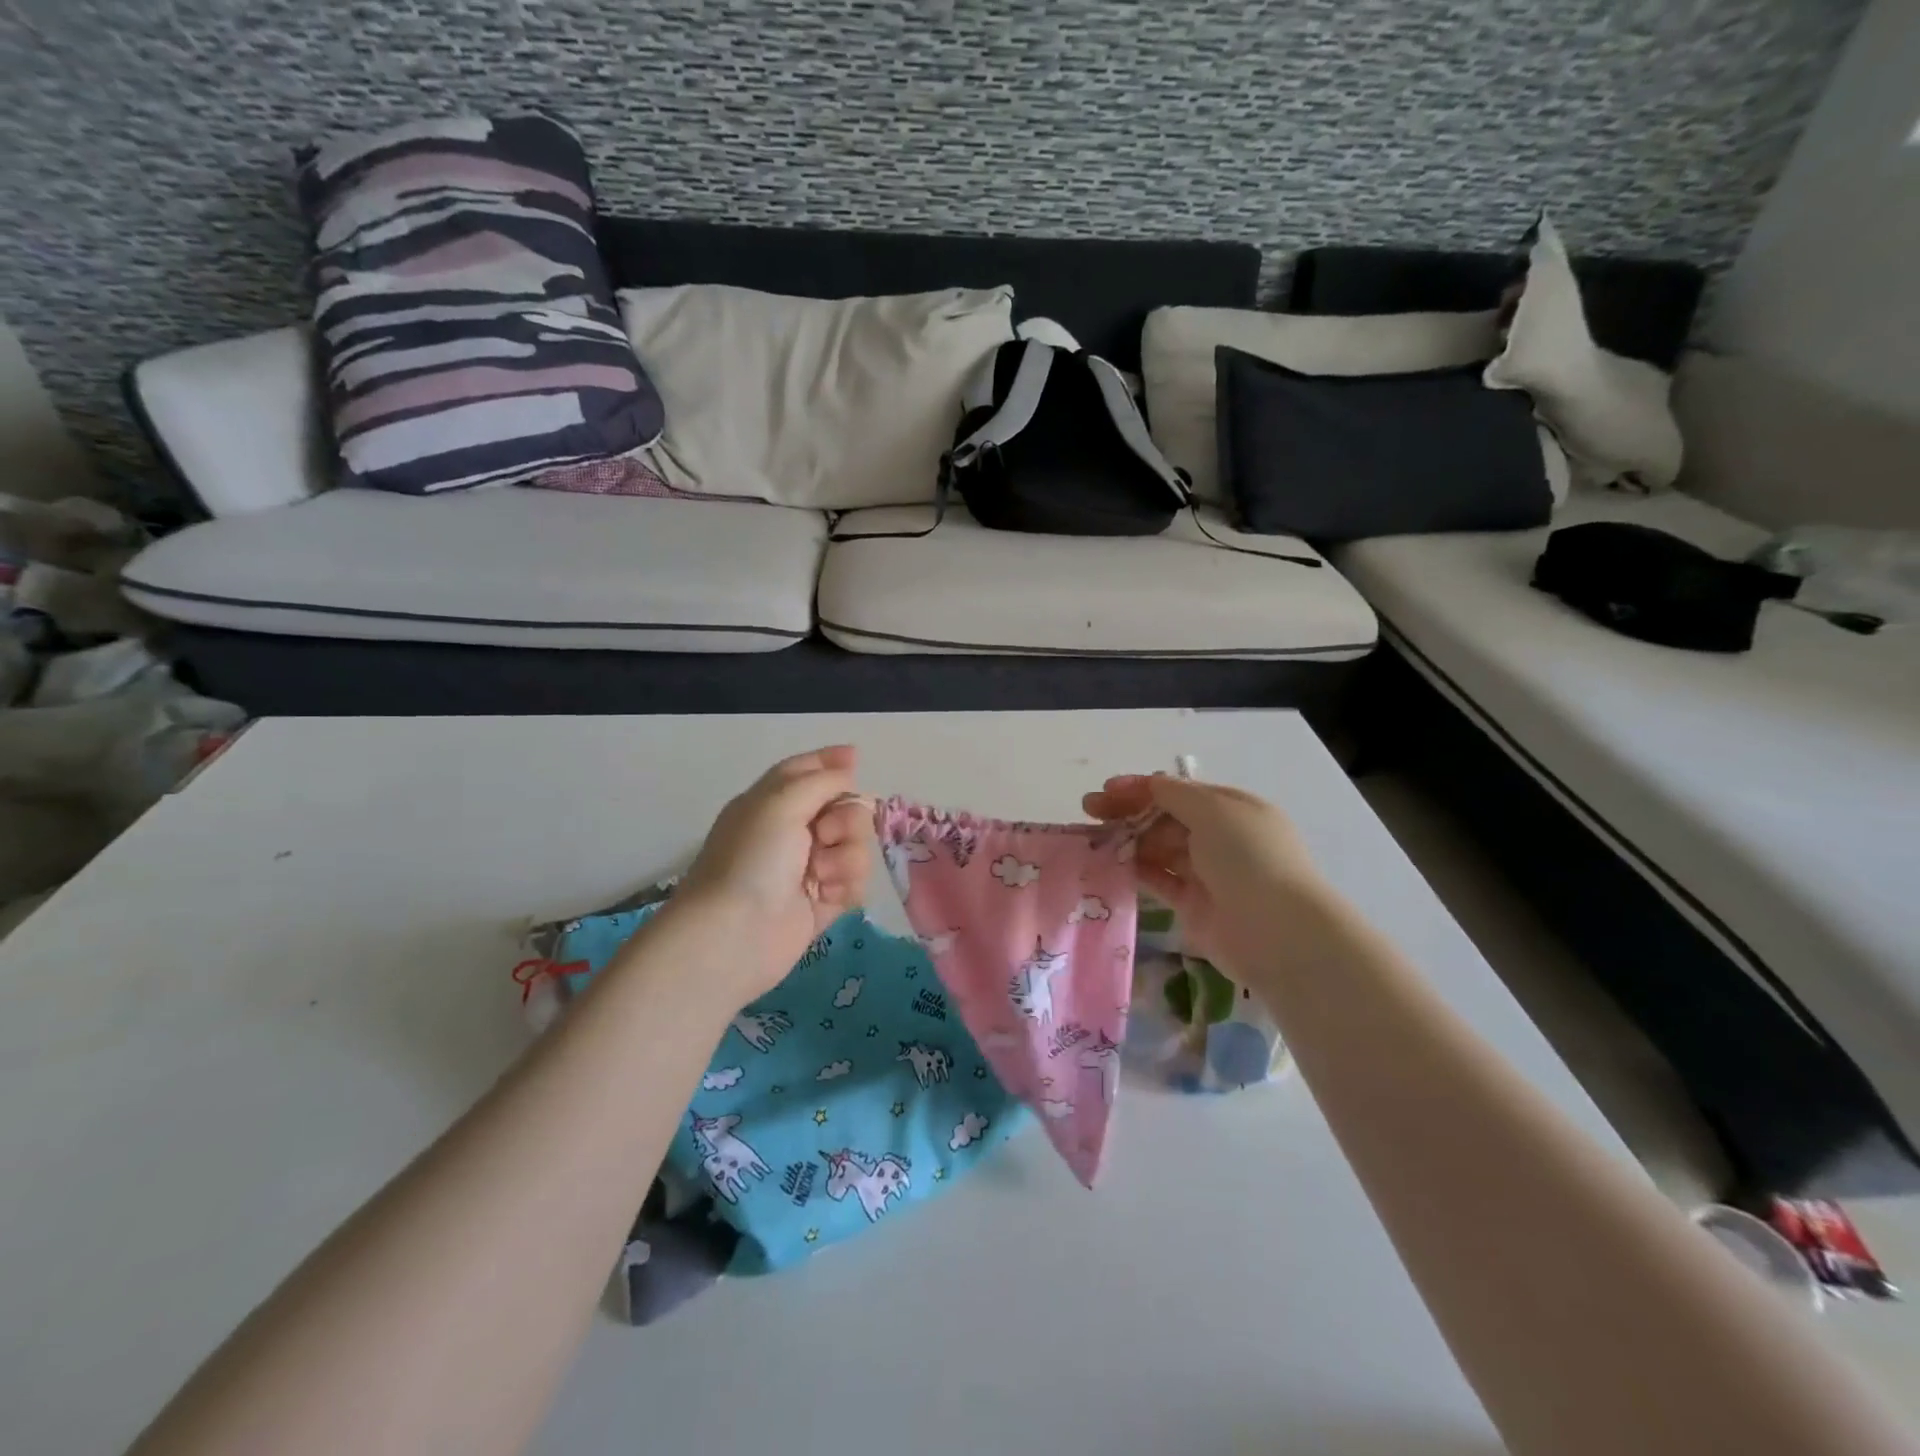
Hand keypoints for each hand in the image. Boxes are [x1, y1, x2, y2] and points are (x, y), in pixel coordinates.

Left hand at [669, 746, 871, 1008]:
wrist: (736, 934)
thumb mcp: (781, 801)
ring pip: (857, 846)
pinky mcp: (824, 901)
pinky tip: (827, 897)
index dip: (832, 761)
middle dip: (847, 819)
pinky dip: (847, 885)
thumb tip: (848, 771)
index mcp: (773, 801)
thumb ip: (821, 780)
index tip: (856, 758)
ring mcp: (810, 867)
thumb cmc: (753, 859)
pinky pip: (857, 881)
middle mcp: (792, 830)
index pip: (807, 770)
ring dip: (846, 857)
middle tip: (825, 834)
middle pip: (845, 808)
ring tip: (820, 876)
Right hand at [1083, 773, 1329, 977]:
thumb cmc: (1249, 858)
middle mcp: (1221, 837)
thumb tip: (1149, 783)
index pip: (1179, 791)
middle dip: (1128, 811)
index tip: (1105, 790)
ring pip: (1159, 848)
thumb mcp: (1214, 810)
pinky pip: (1159, 880)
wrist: (1278, 932)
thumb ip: (1174, 794)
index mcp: (1232, 808)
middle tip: (1089, 811)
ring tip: (1092, 839)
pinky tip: (1110, 864)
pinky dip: (1136, 870)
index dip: (1141, 787)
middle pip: (1165, 817)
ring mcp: (1207, 872)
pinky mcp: (1194, 905)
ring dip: (1128, 840)